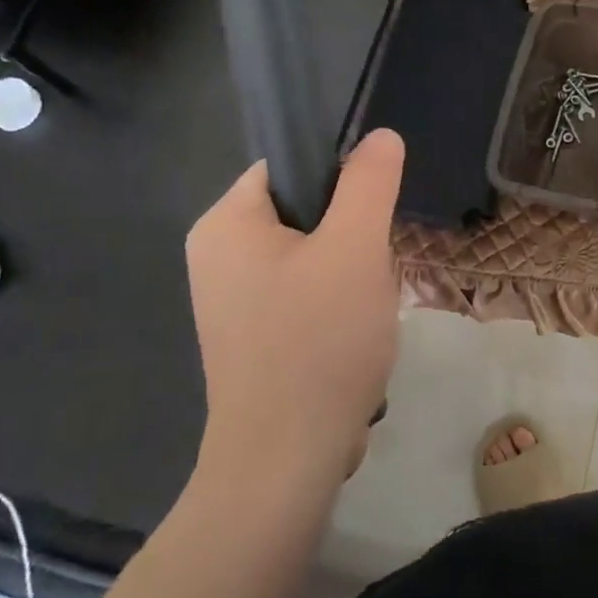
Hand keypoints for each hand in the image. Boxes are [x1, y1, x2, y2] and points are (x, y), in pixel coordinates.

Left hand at [184, 129, 404, 487]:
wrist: (287, 460)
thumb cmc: (318, 342)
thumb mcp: (355, 249)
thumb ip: (369, 183)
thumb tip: (380, 136)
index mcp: (225, 223)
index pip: (290, 167)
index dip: (341, 181)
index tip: (374, 217)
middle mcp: (216, 256)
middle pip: (306, 212)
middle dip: (352, 238)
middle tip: (372, 271)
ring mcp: (232, 301)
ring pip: (313, 256)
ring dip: (351, 275)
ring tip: (366, 310)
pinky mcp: (253, 336)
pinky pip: (304, 295)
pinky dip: (336, 306)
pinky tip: (354, 336)